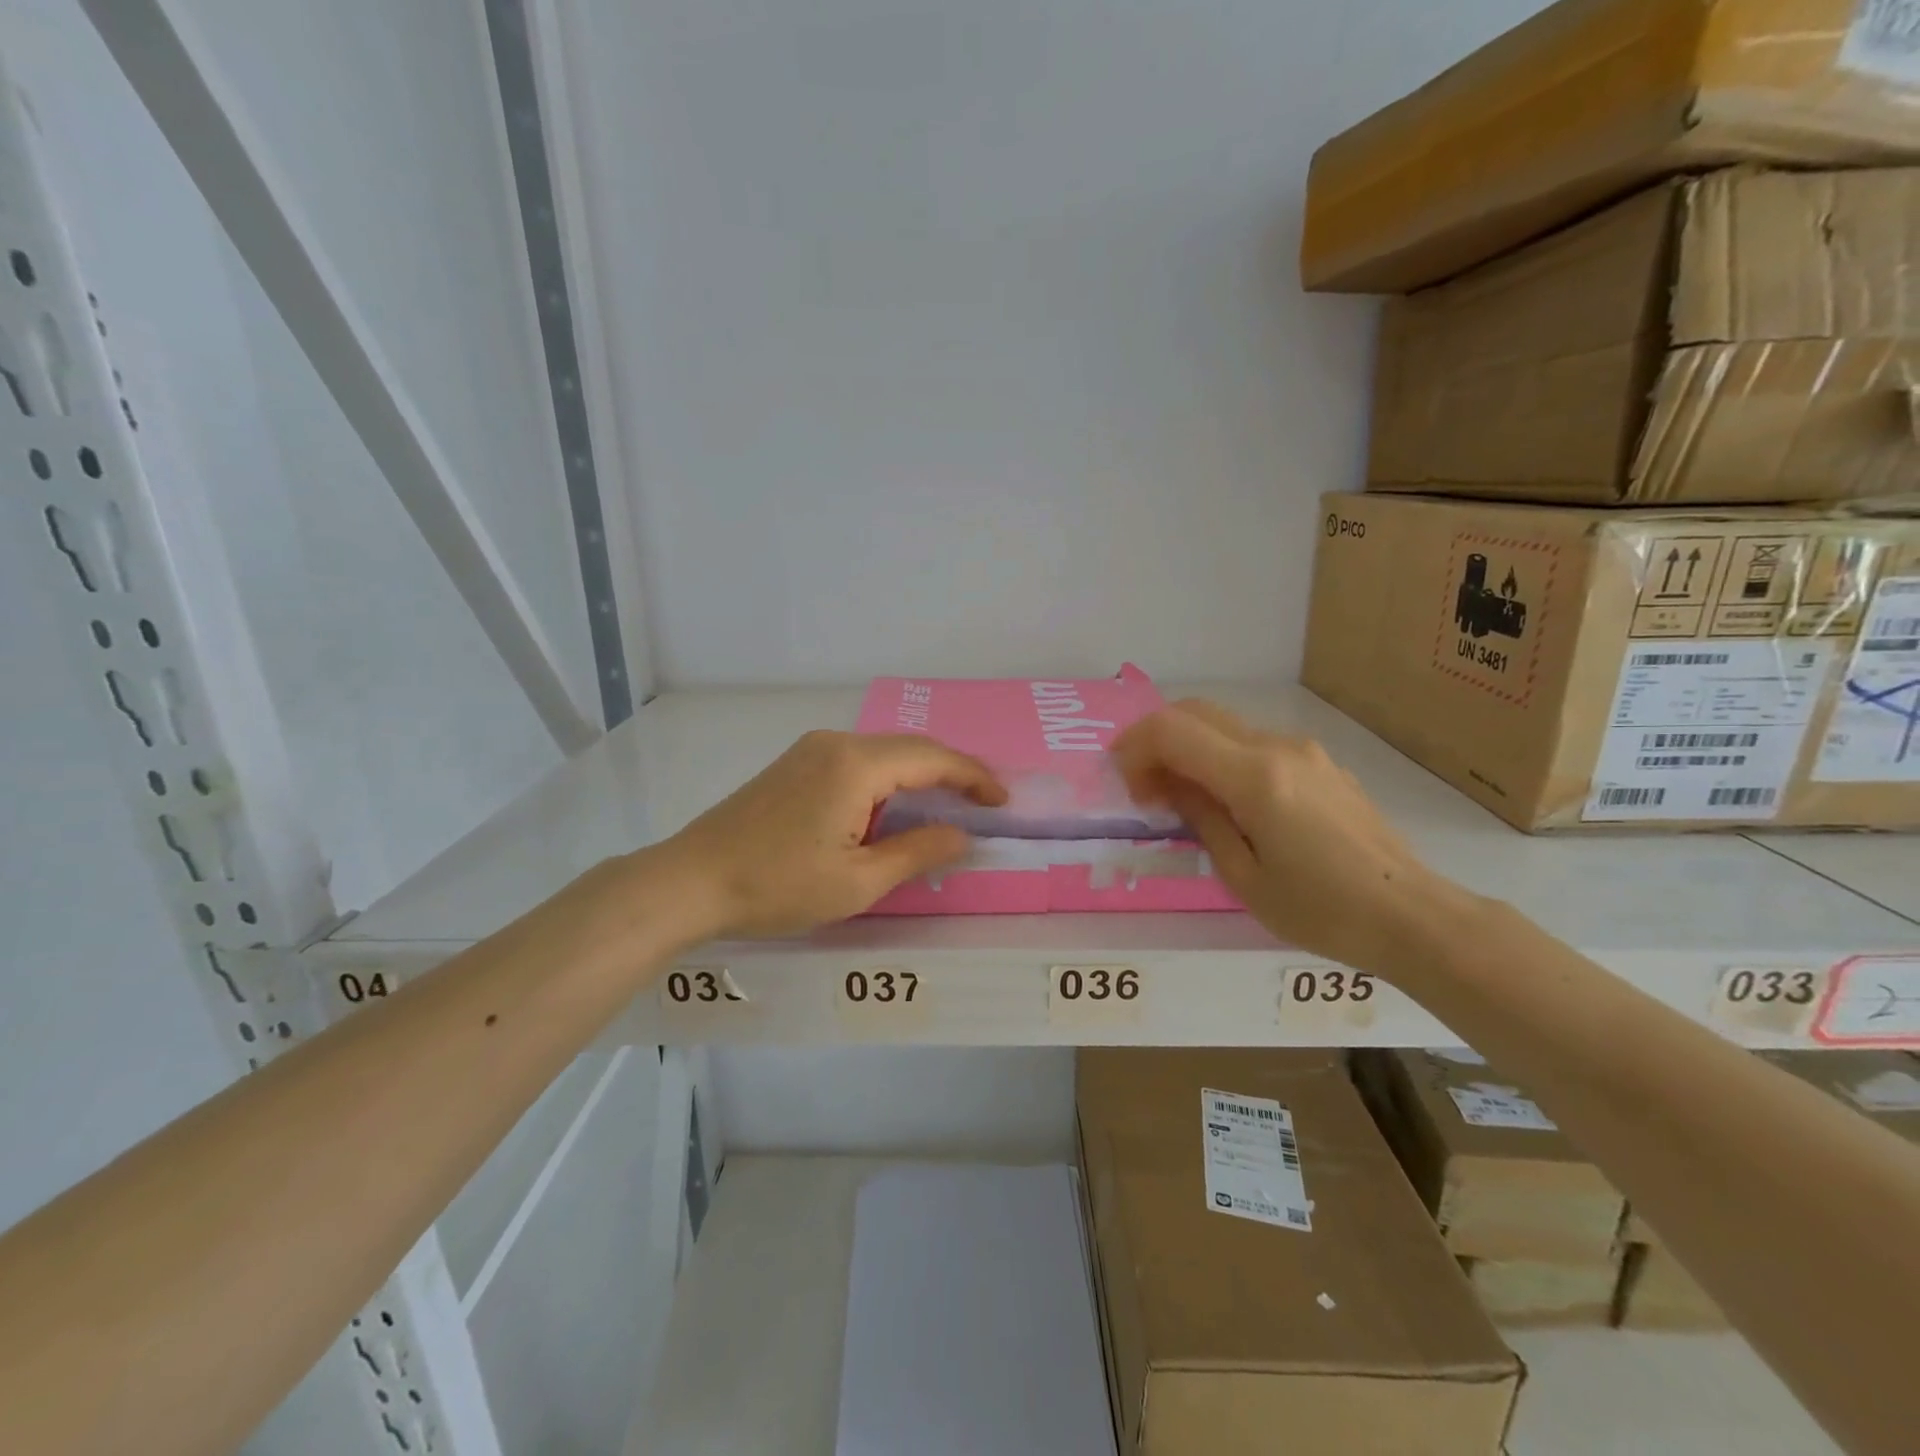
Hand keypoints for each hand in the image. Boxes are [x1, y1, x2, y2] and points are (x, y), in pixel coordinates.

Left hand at [658, 730, 1006, 938]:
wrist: (691, 881)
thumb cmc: (778, 886)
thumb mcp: (858, 882)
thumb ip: (918, 852)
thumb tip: (962, 835)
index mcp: (856, 765)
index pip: (933, 759)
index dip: (974, 777)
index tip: (1003, 801)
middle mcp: (836, 743)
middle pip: (910, 748)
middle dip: (951, 772)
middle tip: (982, 802)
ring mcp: (811, 750)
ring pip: (883, 753)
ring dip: (918, 775)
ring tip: (947, 806)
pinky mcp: (794, 764)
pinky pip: (857, 761)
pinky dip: (888, 779)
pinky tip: (893, 806)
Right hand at [1112, 699, 1459, 969]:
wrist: (1411, 915)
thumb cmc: (1321, 910)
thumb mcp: (1244, 876)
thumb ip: (1201, 818)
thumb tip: (1169, 784)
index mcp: (1255, 777)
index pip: (1173, 731)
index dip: (1135, 748)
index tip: (1126, 785)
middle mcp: (1278, 747)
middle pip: (1196, 712)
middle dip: (1155, 739)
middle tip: (1143, 786)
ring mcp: (1304, 751)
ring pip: (1224, 725)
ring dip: (1188, 748)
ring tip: (1179, 798)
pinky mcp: (1320, 763)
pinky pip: (1252, 744)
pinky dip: (1219, 757)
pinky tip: (1224, 801)